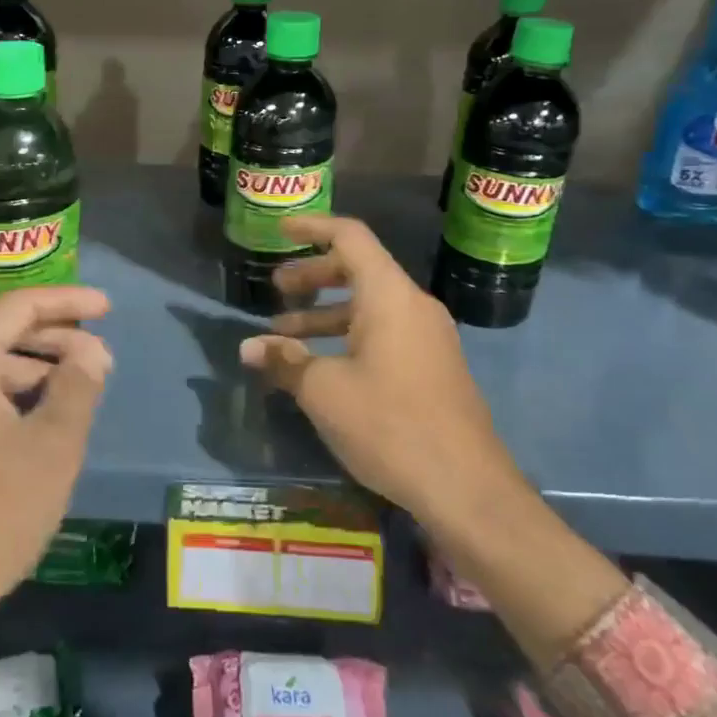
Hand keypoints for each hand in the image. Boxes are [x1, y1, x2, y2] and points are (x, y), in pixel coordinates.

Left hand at [0, 286, 111, 716]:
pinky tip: (36, 427)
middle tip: (100, 361)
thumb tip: (91, 351)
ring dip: (33, 376)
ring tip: (76, 396)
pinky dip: (6, 402)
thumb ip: (78, 385)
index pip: (17, 308)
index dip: (67, 302)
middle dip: (54, 343)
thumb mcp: (51, 447)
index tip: (107, 308)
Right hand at [237, 215, 522, 532]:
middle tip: (276, 290)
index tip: (280, 230)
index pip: (350, 237)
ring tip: (285, 336)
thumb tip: (249, 348)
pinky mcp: (433, 368)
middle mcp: (413, 306)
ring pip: (369, 307)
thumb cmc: (390, 424)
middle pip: (358, 270)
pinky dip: (348, 337)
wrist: (467, 489)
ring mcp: (428, 338)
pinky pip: (384, 334)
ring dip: (325, 314)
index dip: (312, 227)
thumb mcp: (324, 391)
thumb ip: (285, 361)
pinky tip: (321, 368)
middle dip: (312, 276)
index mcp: (389, 296)